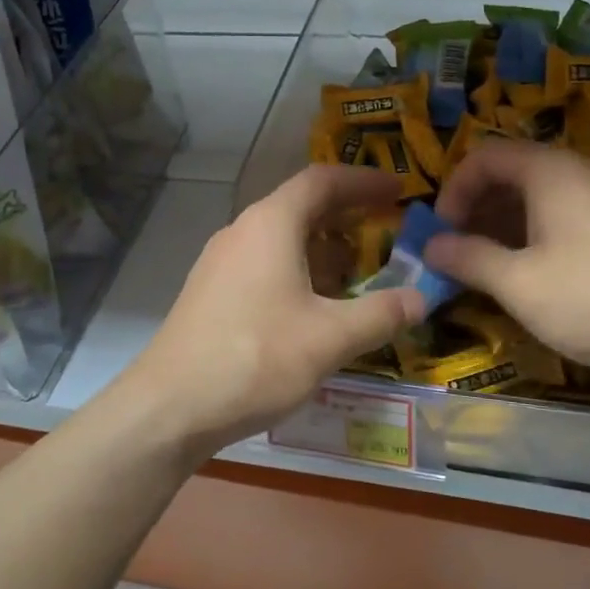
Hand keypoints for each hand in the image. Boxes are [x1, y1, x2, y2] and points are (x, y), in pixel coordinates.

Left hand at [121, 165, 423, 457]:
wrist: (169, 407)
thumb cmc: (255, 358)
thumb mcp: (330, 338)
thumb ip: (381, 314)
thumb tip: (421, 298)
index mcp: (272, 224)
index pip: (323, 181)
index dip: (365, 181)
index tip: (400, 190)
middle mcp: (243, 231)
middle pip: (302, 206)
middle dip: (347, 216)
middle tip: (386, 230)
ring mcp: (222, 262)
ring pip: (282, 238)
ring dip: (323, 249)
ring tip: (357, 274)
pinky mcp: (212, 292)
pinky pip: (265, 264)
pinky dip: (299, 271)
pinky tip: (314, 308)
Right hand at [424, 141, 589, 376]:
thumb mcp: (520, 284)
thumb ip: (469, 259)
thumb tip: (431, 246)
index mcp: (549, 172)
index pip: (484, 156)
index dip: (453, 190)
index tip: (441, 232)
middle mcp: (577, 173)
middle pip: (510, 172)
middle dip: (475, 209)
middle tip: (457, 251)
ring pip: (537, 197)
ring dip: (502, 225)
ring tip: (486, 268)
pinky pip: (562, 215)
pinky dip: (532, 235)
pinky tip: (529, 275)